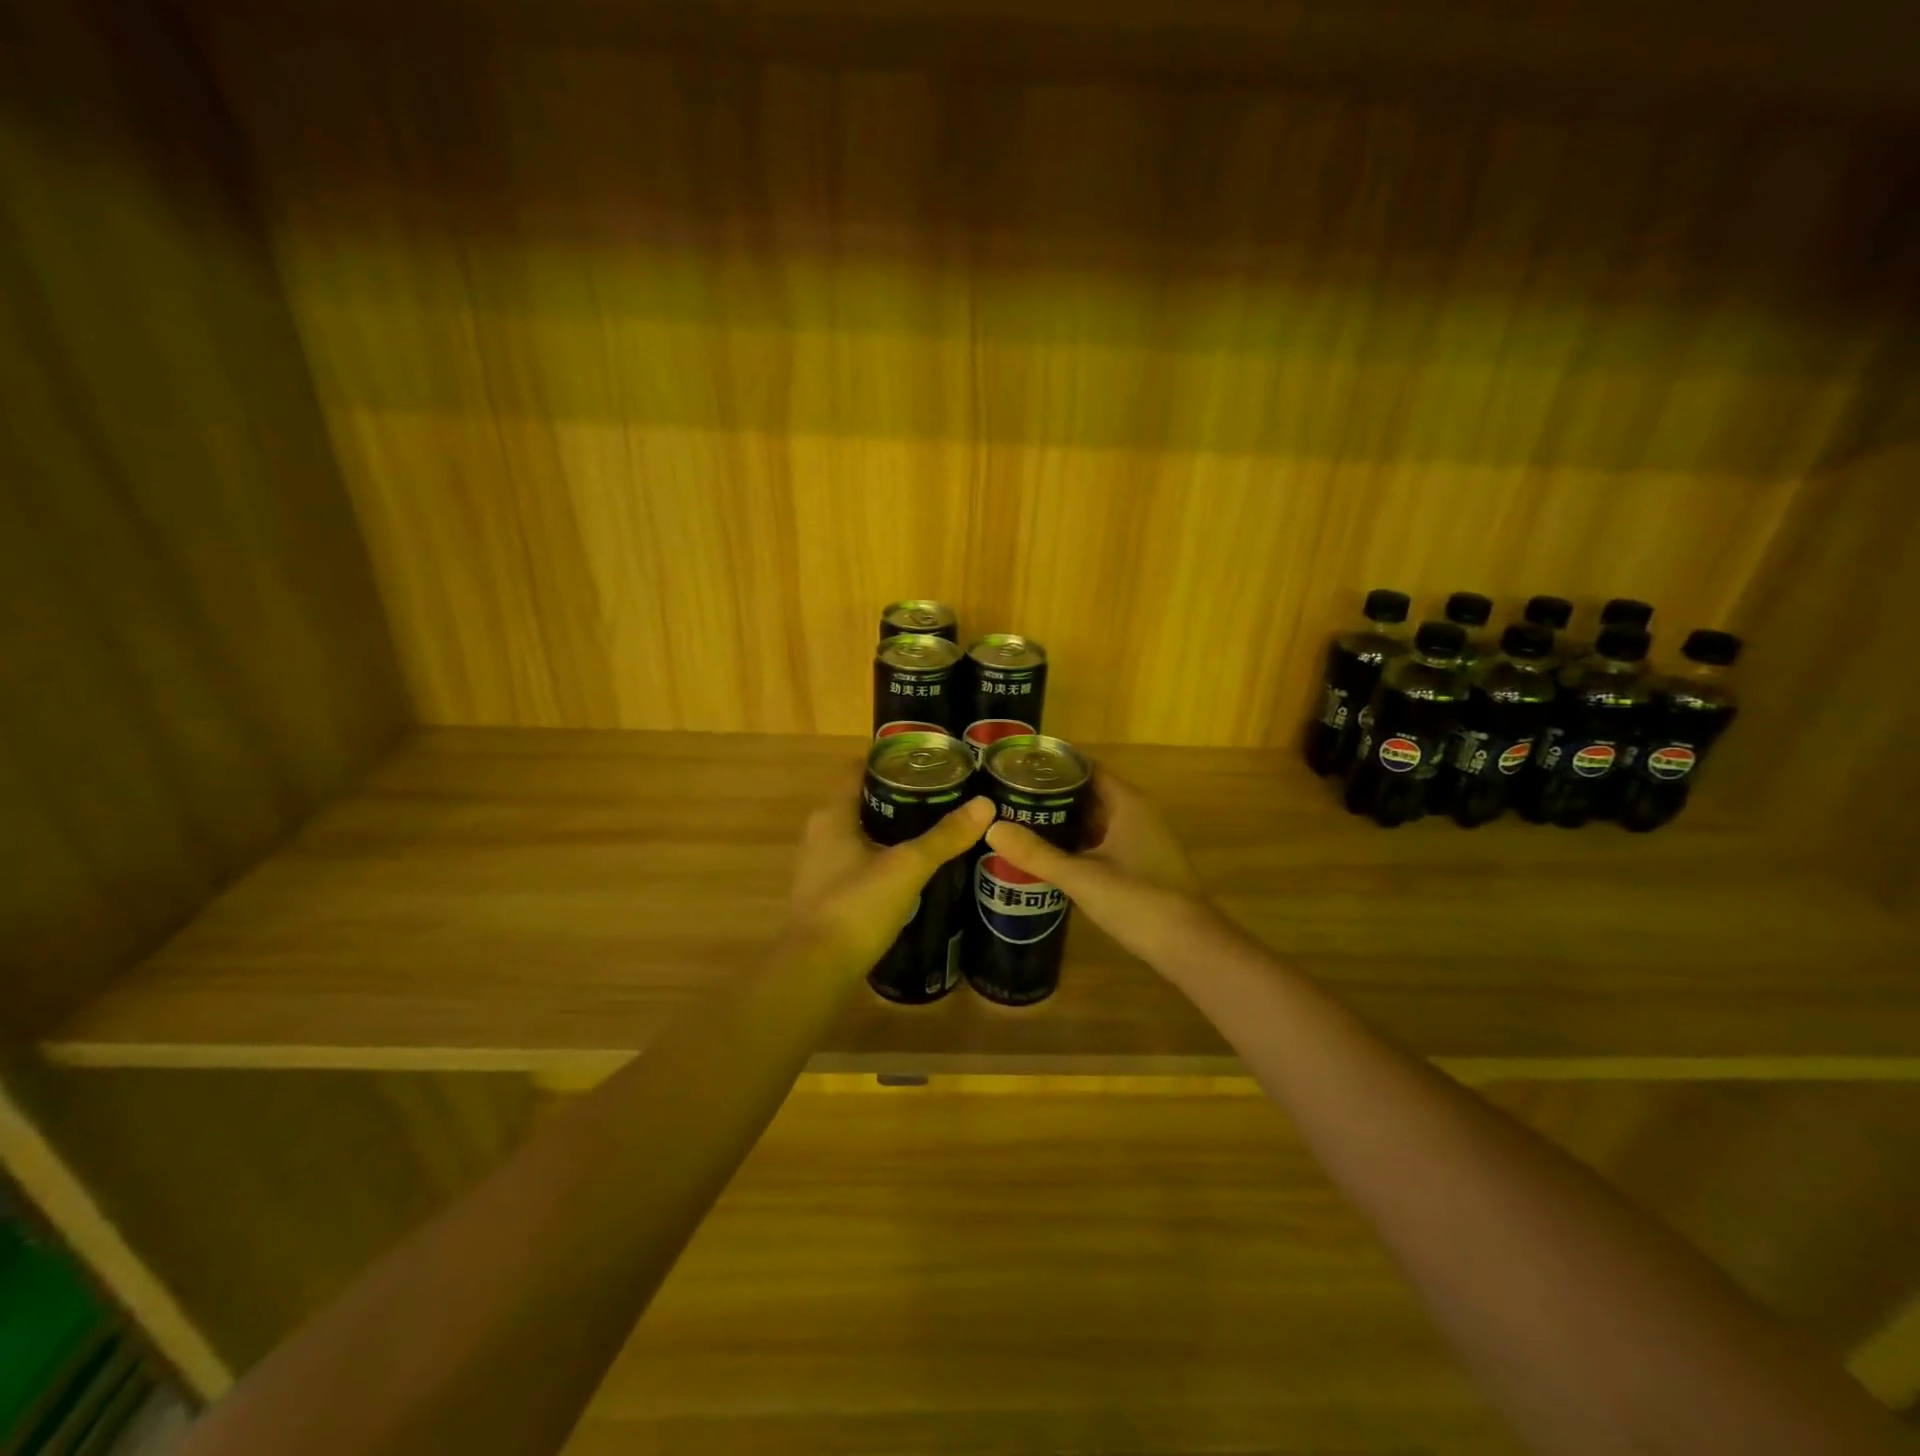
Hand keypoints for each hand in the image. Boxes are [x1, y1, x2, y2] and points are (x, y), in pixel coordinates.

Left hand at [786, 779, 995, 971]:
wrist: (816, 970)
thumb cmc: (856, 906)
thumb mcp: (907, 867)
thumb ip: (944, 837)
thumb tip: (985, 805)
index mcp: (832, 815)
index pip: (857, 770)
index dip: (888, 759)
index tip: (925, 758)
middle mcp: (820, 833)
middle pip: (860, 800)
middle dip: (897, 795)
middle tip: (940, 792)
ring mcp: (819, 866)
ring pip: (859, 833)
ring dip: (890, 827)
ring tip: (932, 826)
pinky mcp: (827, 894)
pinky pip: (857, 861)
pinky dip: (882, 856)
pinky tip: (911, 867)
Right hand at [981, 770, 1214, 966]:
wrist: (1190, 946)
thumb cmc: (1138, 899)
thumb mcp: (1081, 876)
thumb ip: (1036, 854)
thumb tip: (992, 828)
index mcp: (1128, 803)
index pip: (1087, 768)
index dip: (1054, 766)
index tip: (1018, 768)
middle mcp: (1138, 814)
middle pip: (1090, 793)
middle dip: (1053, 795)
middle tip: (1010, 797)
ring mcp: (1143, 840)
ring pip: (1097, 820)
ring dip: (1065, 822)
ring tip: (1021, 823)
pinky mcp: (1142, 865)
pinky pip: (1104, 842)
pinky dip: (1079, 844)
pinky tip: (1051, 856)